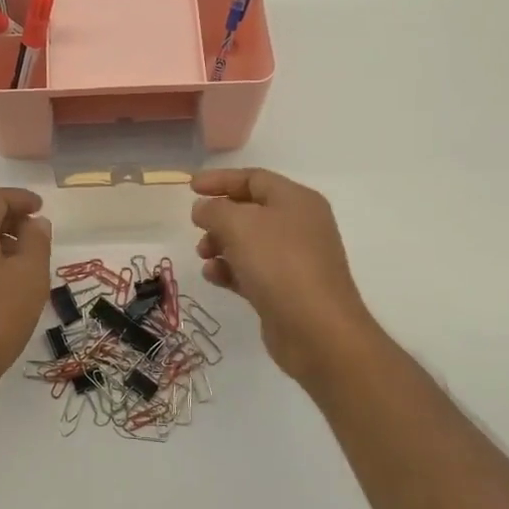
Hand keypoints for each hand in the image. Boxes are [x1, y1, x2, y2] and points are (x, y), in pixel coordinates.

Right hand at [191, 168, 383, 388]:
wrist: (317, 330)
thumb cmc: (279, 264)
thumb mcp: (239, 225)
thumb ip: (215, 210)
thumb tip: (204, 209)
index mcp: (296, 200)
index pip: (254, 178)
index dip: (221, 179)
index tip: (190, 188)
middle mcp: (299, 225)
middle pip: (251, 211)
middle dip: (219, 217)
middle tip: (196, 227)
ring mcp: (295, 260)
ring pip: (249, 243)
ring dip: (220, 245)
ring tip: (203, 255)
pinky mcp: (286, 290)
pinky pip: (252, 271)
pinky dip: (230, 270)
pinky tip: (214, 277)